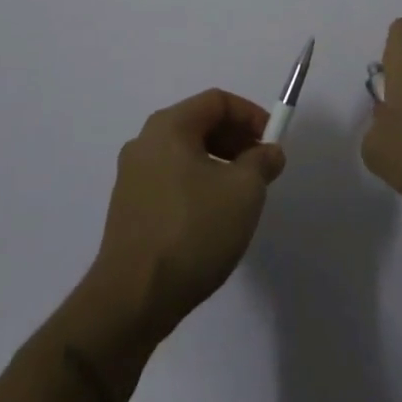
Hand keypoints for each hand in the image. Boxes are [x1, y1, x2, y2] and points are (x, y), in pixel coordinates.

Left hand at [89, 89, 285, 341]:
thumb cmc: (193, 231)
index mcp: (168, 127)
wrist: (133, 299)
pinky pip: (171, 180)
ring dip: (219, 164)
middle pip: (199, 124)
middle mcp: (145, 142)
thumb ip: (262, 162)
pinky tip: (213, 218)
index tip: (273, 142)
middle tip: (262, 168)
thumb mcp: (244, 192)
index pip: (217, 101)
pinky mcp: (128, 208)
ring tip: (242, 196)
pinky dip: (198, 185)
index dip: (251, 115)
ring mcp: (132, 176)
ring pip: (186, 154)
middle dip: (236, 140)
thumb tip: (269, 152)